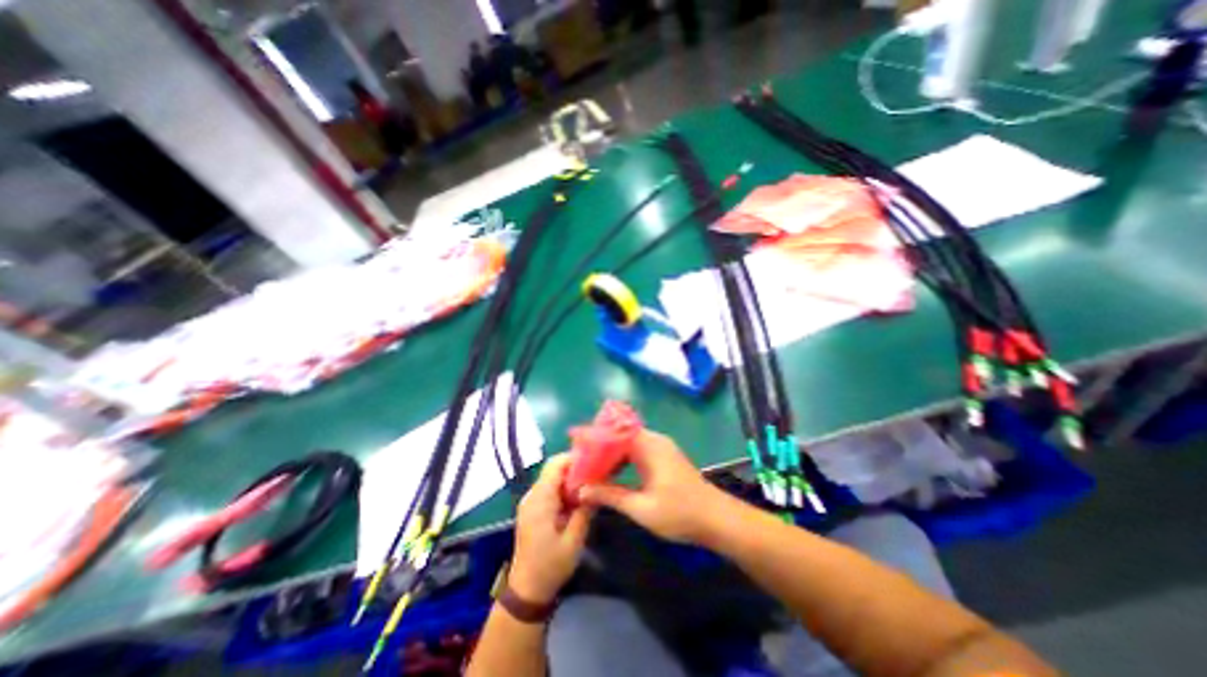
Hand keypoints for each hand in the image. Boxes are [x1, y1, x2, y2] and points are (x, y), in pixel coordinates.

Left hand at [506, 455, 593, 601]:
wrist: (526, 591)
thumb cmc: (550, 566)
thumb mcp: (574, 540)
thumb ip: (584, 511)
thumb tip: (596, 487)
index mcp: (540, 500)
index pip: (555, 465)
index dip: (574, 458)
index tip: (594, 462)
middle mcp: (532, 495)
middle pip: (553, 468)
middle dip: (574, 467)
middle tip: (596, 474)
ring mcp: (530, 502)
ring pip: (551, 478)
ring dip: (569, 479)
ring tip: (590, 485)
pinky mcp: (531, 509)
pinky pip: (548, 489)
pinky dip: (563, 488)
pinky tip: (577, 499)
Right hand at [576, 434, 728, 545]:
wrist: (717, 519)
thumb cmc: (680, 513)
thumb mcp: (641, 508)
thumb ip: (610, 496)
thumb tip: (582, 489)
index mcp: (648, 446)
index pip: (615, 431)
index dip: (594, 435)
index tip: (575, 441)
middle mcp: (654, 440)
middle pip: (620, 434)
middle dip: (599, 444)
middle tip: (580, 457)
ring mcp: (661, 447)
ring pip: (628, 442)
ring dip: (611, 452)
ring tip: (591, 465)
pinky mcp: (664, 457)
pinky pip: (637, 449)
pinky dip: (622, 457)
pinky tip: (612, 471)